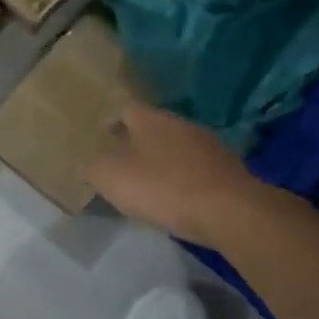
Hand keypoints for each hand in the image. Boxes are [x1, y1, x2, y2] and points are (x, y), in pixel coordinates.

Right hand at [86, 102, 263, 246]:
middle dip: (134, 141)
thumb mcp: (112, 178)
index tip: (97, 137)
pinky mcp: (227, 170)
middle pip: (151, 126)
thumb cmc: (164, 188)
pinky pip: (194, 168)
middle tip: (118, 161)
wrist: (231, 212)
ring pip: (175, 146)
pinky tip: (176, 197)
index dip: (109, 120)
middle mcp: (180, 123)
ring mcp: (208, 145)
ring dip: (160, 159)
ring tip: (146, 181)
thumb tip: (88, 162)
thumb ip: (93, 167)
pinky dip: (182, 178)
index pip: (124, 107)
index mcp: (150, 119)